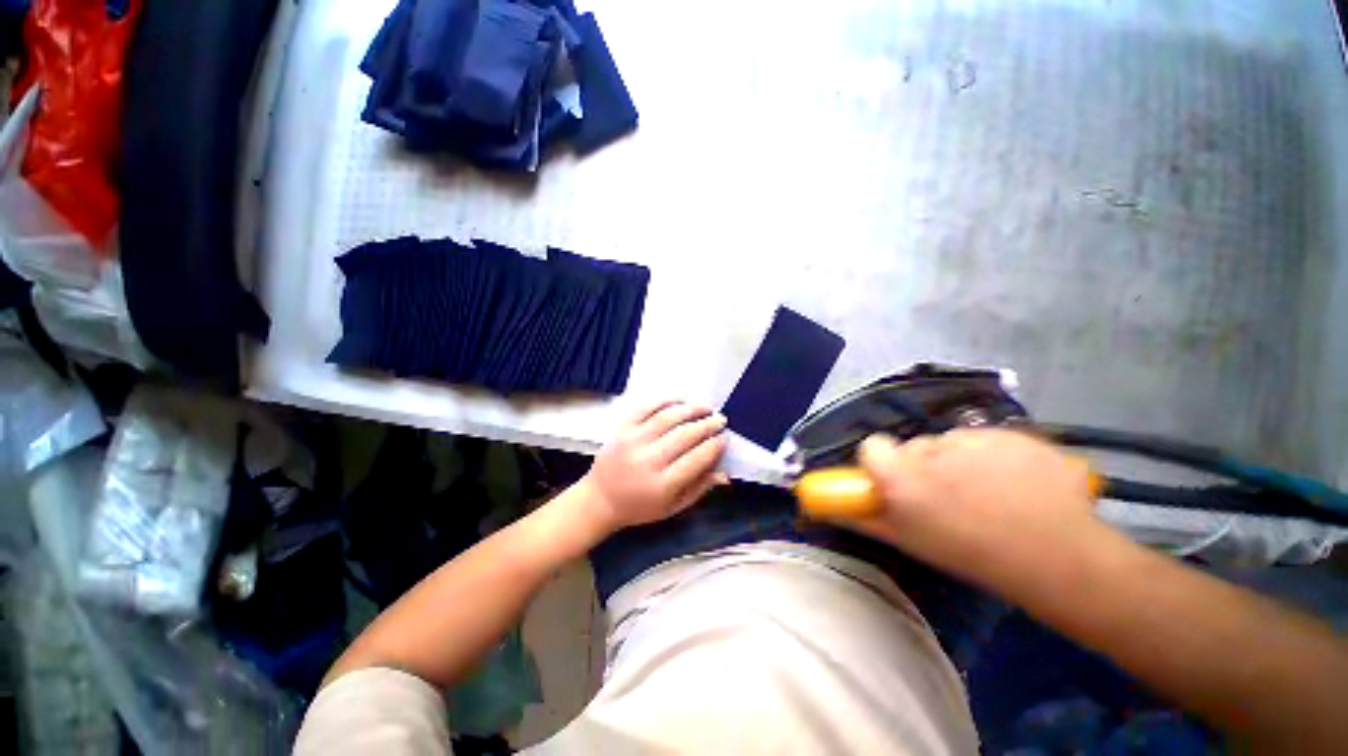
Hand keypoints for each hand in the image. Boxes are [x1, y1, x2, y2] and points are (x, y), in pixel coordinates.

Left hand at [579, 400, 729, 532]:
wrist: (599, 499)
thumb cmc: (639, 507)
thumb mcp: (672, 507)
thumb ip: (699, 489)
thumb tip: (725, 473)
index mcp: (662, 485)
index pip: (696, 459)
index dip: (715, 446)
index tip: (724, 439)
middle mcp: (648, 460)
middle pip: (685, 435)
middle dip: (707, 425)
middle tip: (721, 419)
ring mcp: (632, 441)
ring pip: (667, 418)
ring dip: (691, 409)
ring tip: (706, 407)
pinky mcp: (622, 428)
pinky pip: (646, 407)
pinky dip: (665, 400)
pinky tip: (681, 400)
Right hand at [851, 428, 1105, 572]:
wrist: (1061, 559)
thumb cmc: (974, 556)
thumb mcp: (912, 542)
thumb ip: (867, 519)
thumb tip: (831, 507)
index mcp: (903, 475)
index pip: (872, 445)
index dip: (883, 462)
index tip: (900, 481)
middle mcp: (933, 450)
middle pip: (916, 445)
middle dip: (927, 465)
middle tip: (952, 496)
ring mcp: (977, 439)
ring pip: (954, 441)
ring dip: (962, 460)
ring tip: (992, 493)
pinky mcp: (1013, 434)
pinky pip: (991, 439)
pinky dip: (998, 455)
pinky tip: (1020, 484)